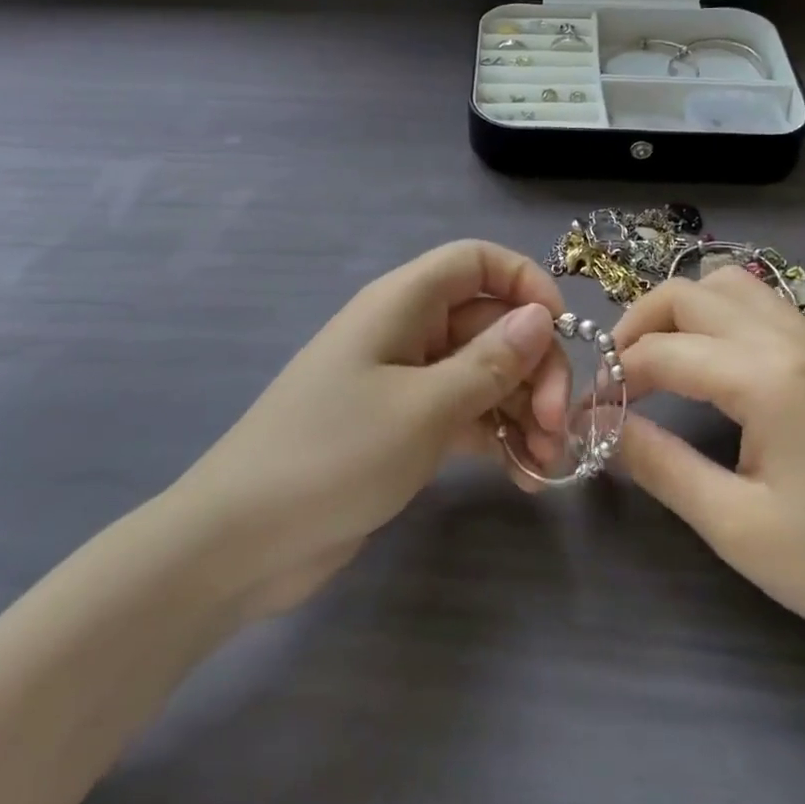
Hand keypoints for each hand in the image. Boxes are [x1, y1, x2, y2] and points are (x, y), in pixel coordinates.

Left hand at [182, 241, 572, 619]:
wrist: (242, 542)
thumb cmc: (333, 455)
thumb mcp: (422, 408)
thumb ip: (488, 362)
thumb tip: (540, 315)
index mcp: (402, 304)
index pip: (475, 262)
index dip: (524, 282)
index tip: (562, 330)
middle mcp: (407, 332)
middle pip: (491, 324)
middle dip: (533, 367)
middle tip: (556, 426)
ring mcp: (405, 383)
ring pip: (484, 374)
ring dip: (522, 410)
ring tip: (546, 463)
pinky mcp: (405, 429)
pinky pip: (466, 416)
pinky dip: (497, 439)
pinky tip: (524, 477)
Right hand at [613, 266, 804, 679]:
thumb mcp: (736, 527)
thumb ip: (660, 466)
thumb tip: (603, 426)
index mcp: (767, 378)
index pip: (662, 352)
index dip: (614, 378)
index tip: (587, 414)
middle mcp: (789, 339)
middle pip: (688, 293)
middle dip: (637, 326)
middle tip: (615, 379)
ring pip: (725, 285)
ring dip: (678, 312)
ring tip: (656, 362)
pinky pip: (758, 304)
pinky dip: (715, 315)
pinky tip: (707, 362)